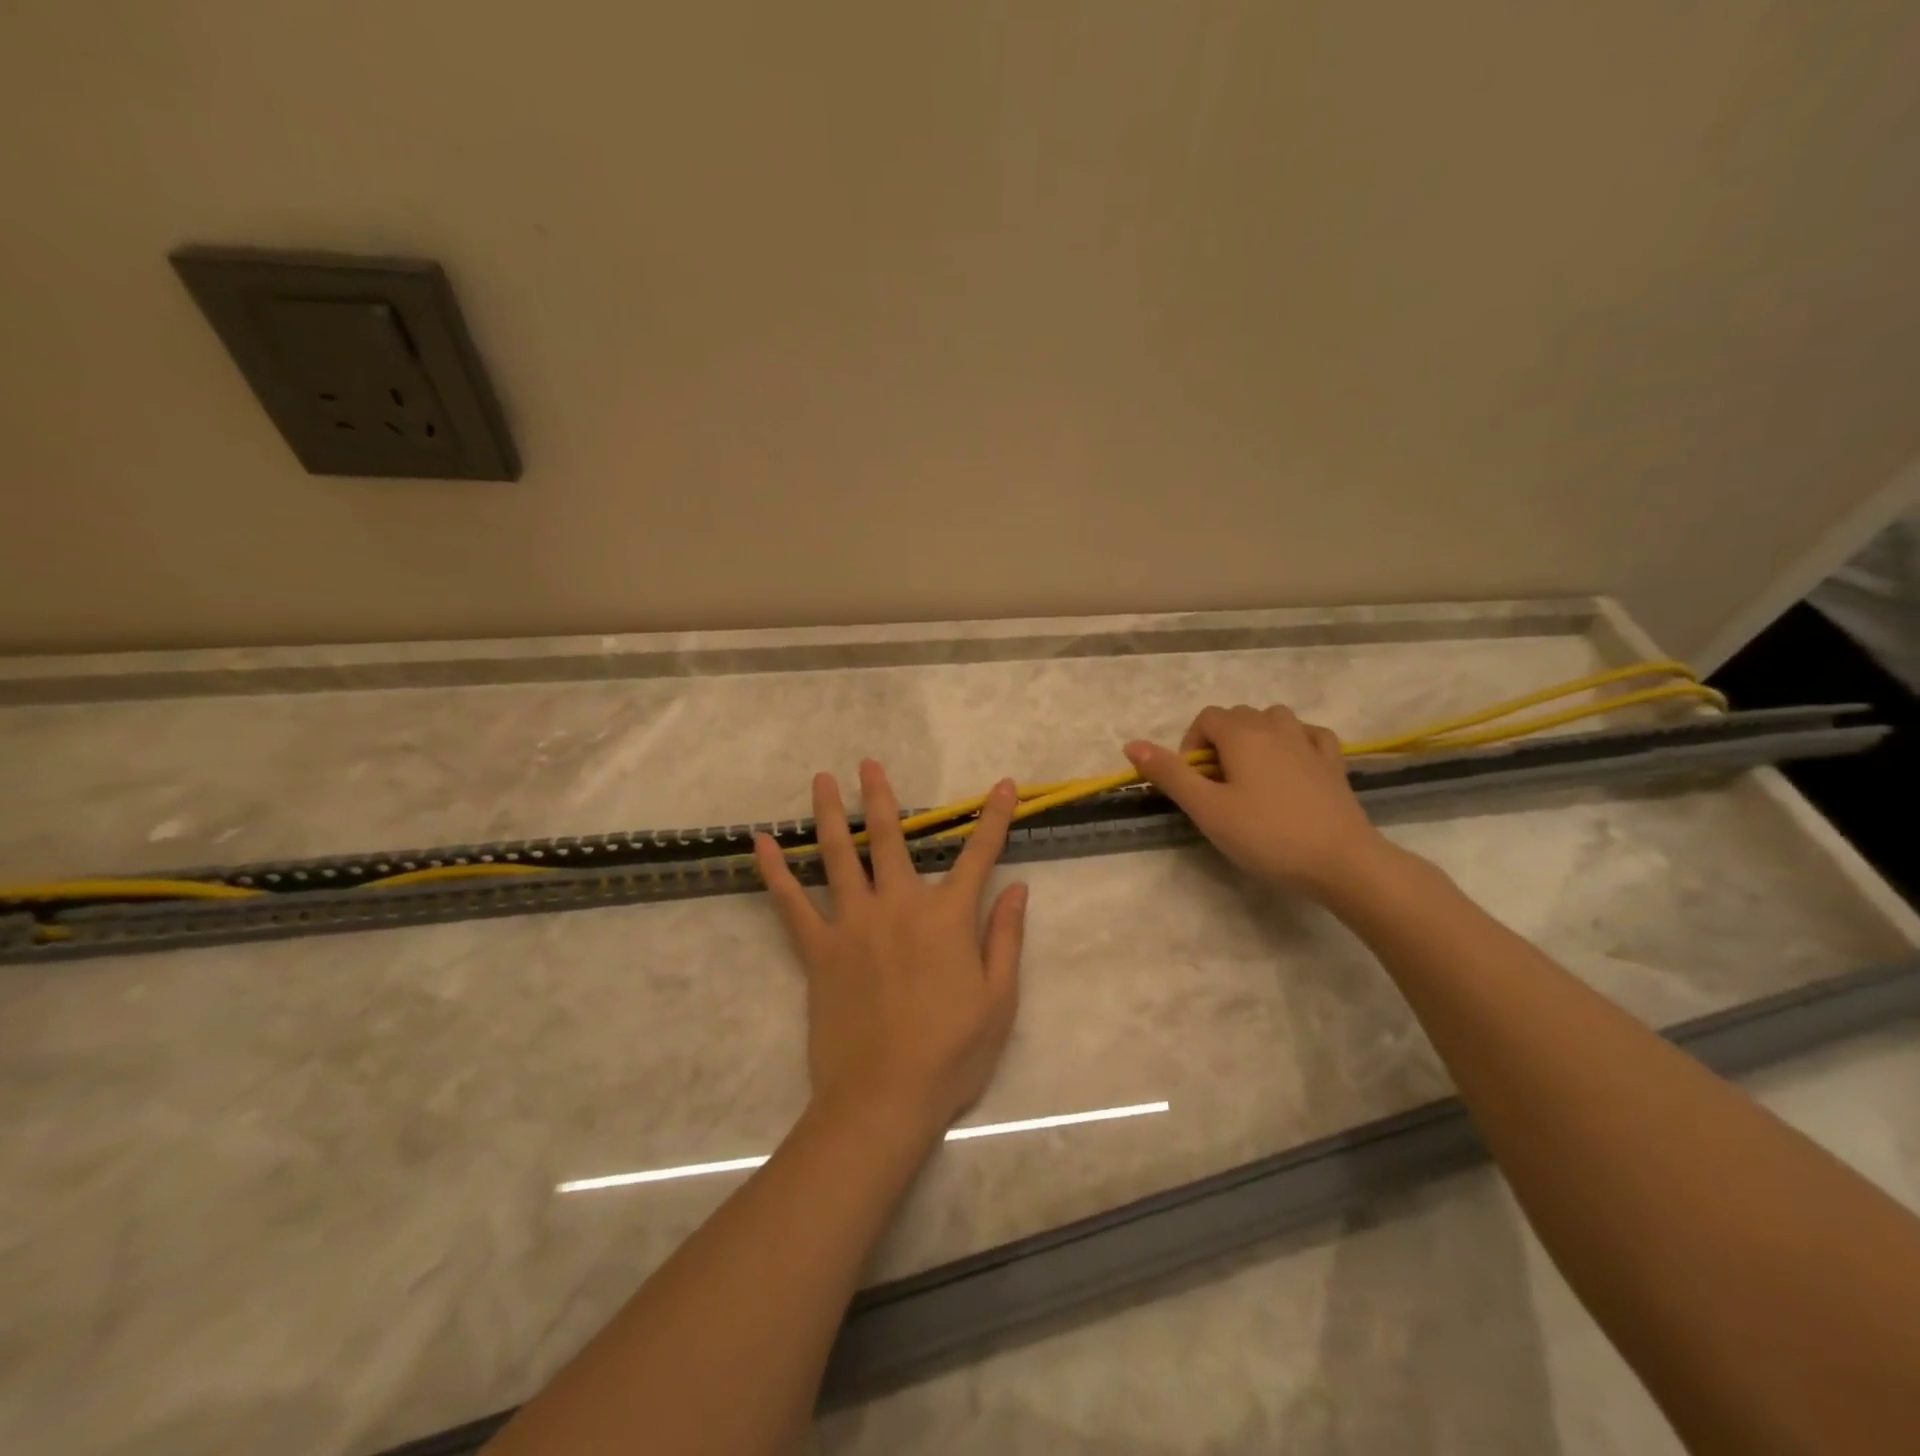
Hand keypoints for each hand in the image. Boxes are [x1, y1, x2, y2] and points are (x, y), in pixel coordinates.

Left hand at [753, 761, 1028, 1136]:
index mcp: (947, 918)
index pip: (978, 855)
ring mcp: (852, 924)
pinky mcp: (818, 950)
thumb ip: (1006, 938)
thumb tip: (1017, 889)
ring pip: (839, 856)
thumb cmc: (952, 1053)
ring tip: (821, 780)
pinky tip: (760, 843)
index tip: (1002, 785)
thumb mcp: (999, 1000)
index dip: (993, 818)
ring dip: (829, 814)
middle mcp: (898, 906)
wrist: (885, 1097)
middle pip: (890, 839)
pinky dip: (775, 872)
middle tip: (868, 763)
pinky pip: (791, 903)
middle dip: (880, 797)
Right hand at [1124, 705, 1389, 900]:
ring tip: (1251, 776)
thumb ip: (1169, 774)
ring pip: (1274, 719)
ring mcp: (1309, 742)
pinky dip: (1294, 742)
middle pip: (1237, 716)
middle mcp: (1276, 727)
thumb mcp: (1207, 809)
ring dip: (1256, 737)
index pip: (1206, 718)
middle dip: (1219, 742)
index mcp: (1242, 735)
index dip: (1191, 745)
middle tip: (1217, 787)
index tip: (1194, 783)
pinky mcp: (1334, 763)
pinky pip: (1309, 734)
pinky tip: (1292, 766)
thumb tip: (1131, 744)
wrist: (1341, 861)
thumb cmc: (1266, 835)